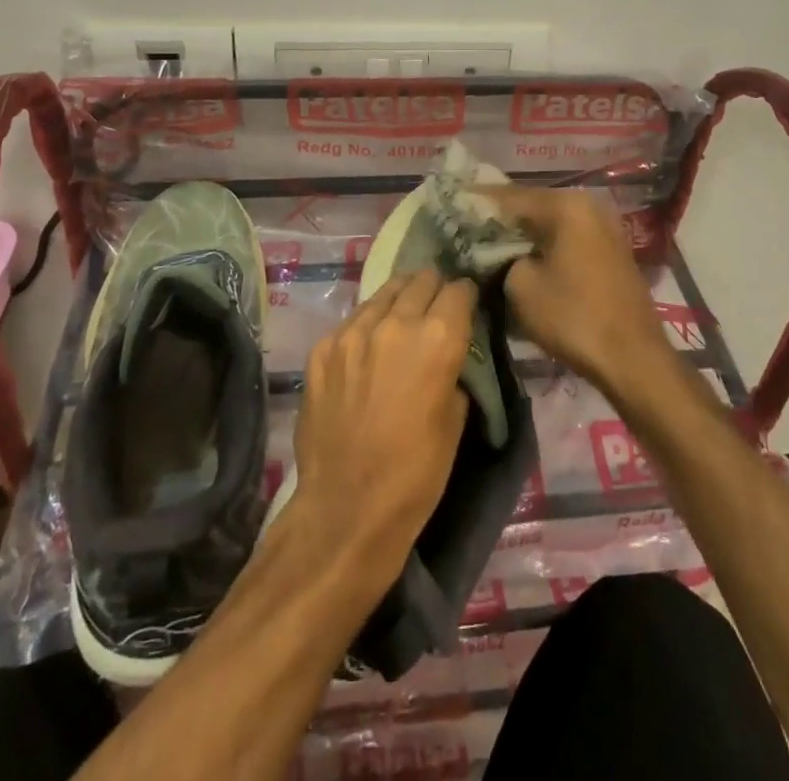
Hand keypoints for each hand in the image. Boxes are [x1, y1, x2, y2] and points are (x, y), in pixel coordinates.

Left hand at [287, 270, 473, 589]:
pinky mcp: (322, 347)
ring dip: (399, 301)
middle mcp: (395, 322)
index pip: (458, 290)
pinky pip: (353, 321)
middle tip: (436, 307)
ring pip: (384, 293)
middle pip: (420, 280)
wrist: (346, 508)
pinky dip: (368, 326)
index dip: (466, 294)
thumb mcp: (456, 418)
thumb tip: (449, 351)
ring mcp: (352, 331)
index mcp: (437, 338)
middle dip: (433, 289)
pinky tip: (369, 350)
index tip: (466, 303)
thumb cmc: (416, 473)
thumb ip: (454, 368)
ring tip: (403, 318)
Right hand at [484, 187, 676, 402]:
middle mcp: (587, 204)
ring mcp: (603, 226)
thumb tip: (495, 250)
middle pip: (531, 205)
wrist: (633, 358)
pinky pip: (566, 237)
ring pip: (550, 222)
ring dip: (522, 232)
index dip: (477, 202)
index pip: (508, 195)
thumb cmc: (573, 317)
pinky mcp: (610, 249)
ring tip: (488, 242)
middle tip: (465, 226)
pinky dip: (543, 244)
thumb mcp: (520, 286)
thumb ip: (499, 256)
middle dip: (499, 217)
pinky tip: (523, 256)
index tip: (450, 205)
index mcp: (565, 205)